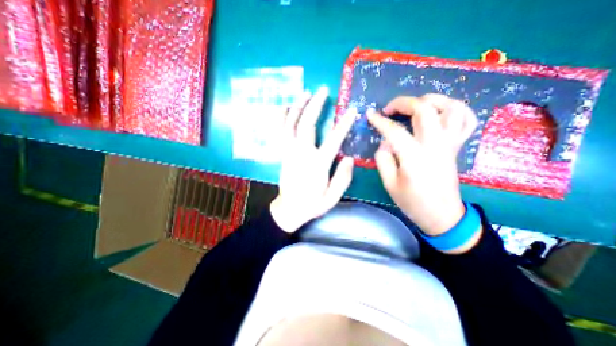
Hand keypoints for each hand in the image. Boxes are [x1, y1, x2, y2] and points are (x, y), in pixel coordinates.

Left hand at [270, 85, 356, 231]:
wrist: (289, 209)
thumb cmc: (312, 204)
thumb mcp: (332, 198)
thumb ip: (342, 179)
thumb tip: (350, 158)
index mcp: (317, 165)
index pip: (333, 140)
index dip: (343, 124)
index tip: (351, 110)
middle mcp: (301, 154)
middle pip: (307, 125)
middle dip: (315, 105)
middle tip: (323, 90)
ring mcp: (289, 152)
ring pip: (291, 124)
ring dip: (298, 106)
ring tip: (305, 92)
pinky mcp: (282, 153)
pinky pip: (280, 132)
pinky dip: (282, 118)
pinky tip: (285, 107)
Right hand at [367, 95, 477, 244]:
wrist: (442, 215)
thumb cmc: (412, 201)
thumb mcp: (388, 183)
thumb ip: (383, 158)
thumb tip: (385, 141)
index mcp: (414, 157)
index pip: (394, 131)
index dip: (379, 120)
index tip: (369, 114)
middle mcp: (435, 145)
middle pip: (424, 110)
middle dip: (403, 103)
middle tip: (389, 109)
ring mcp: (450, 144)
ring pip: (451, 108)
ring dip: (431, 100)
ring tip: (415, 105)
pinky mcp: (457, 147)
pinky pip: (467, 120)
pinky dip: (456, 109)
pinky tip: (440, 111)